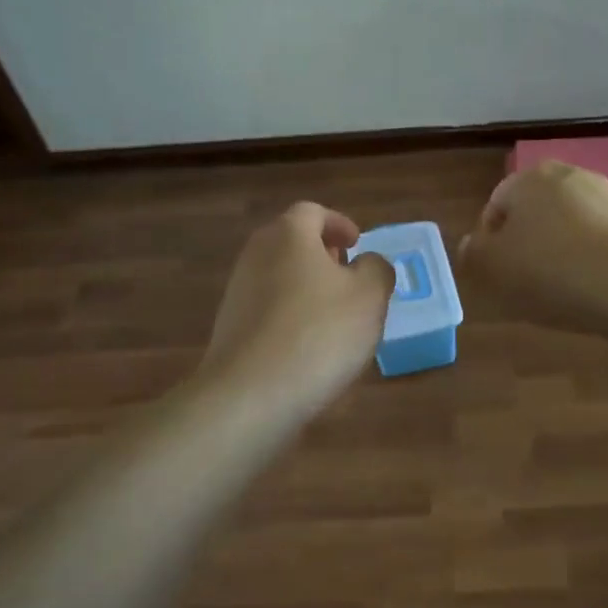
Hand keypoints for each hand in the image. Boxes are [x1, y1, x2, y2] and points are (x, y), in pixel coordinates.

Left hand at [200, 202, 393, 418]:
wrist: (252, 394)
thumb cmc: (319, 332)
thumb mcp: (370, 296)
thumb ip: (377, 269)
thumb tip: (367, 264)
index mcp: (289, 235)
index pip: (313, 212)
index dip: (339, 224)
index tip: (357, 244)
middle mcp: (257, 255)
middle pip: (291, 242)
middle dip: (322, 255)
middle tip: (349, 275)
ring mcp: (238, 293)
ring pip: (280, 277)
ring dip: (308, 287)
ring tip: (337, 316)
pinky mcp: (230, 329)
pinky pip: (268, 310)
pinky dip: (291, 316)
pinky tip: (311, 347)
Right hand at [458, 161, 607, 332]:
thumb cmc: (548, 271)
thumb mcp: (492, 267)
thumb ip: (472, 252)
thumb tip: (470, 244)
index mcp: (530, 178)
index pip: (497, 204)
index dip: (489, 240)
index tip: (495, 272)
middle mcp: (569, 176)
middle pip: (535, 211)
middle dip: (526, 241)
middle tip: (523, 280)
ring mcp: (607, 197)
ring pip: (568, 224)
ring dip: (558, 249)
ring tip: (557, 289)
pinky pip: (597, 240)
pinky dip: (588, 258)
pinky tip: (587, 288)